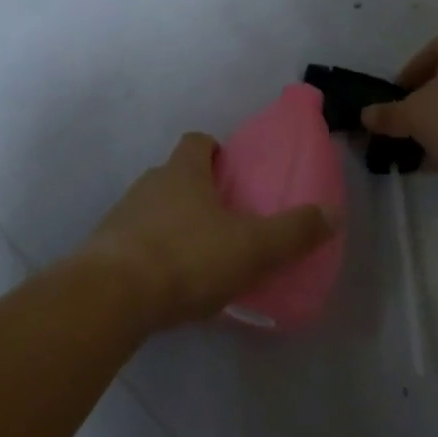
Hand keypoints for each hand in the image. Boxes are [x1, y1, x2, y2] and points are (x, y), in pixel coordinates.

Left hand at [79, 133, 332, 331]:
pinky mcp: (105, 248)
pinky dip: (151, 252)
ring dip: (173, 223)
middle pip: (175, 175)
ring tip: (197, 256)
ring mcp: (122, 214)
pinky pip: (135, 240)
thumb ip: (292, 231)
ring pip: (154, 208)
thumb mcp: (251, 247)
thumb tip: (332, 213)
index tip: (230, 171)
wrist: (112, 295)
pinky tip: (167, 283)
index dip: (214, 150)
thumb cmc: (187, 257)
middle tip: (224, 220)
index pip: (197, 141)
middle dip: (197, 191)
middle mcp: (149, 183)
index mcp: (183, 172)